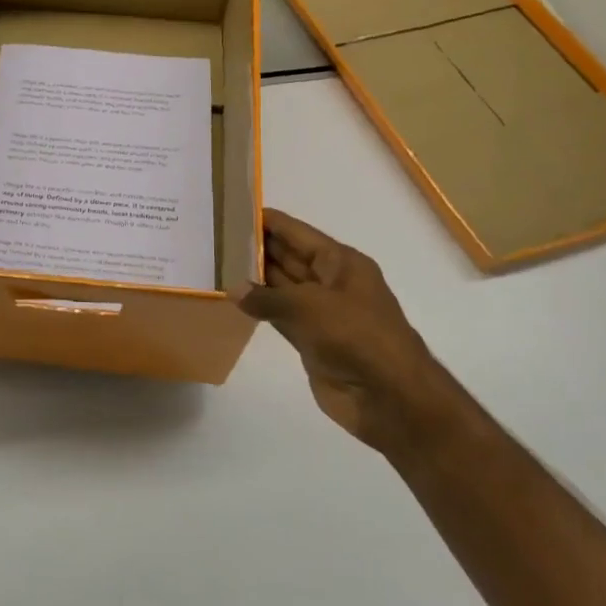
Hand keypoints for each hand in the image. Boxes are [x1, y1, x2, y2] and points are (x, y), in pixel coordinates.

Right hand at [239, 209, 457, 453]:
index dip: (268, 221)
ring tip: (217, 264)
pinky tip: (234, 300)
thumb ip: (266, 297)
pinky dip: (260, 308)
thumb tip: (233, 289)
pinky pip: (280, 316)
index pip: (297, 233)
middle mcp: (331, 282)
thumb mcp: (308, 307)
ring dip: (254, 279)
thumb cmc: (355, 336)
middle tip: (216, 238)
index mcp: (341, 262)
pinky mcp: (312, 340)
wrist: (389, 396)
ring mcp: (322, 313)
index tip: (234, 210)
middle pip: (288, 257)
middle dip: (256, 248)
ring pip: (282, 288)